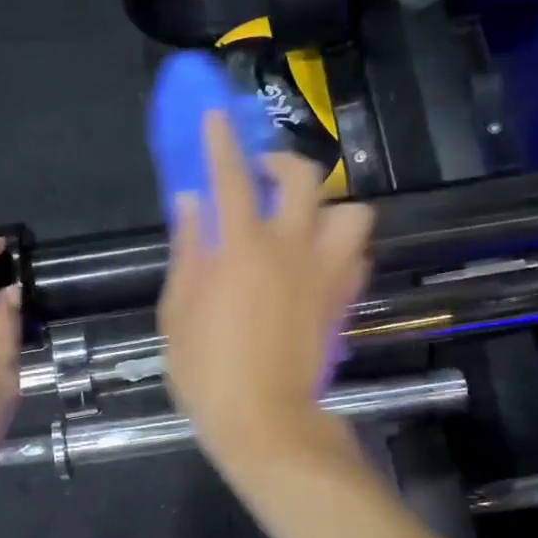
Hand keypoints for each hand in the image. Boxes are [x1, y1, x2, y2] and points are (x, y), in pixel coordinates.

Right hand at [158, 112, 373, 477]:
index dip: (222, 140)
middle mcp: (291, 247)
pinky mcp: (344, 300)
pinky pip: (358, 256)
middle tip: (261, 178)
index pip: (230, 175)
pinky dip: (342, 249)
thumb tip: (191, 203)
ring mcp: (326, 273)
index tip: (217, 116)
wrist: (265, 421)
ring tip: (303, 224)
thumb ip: (188, 249)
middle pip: (303, 177)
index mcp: (242, 247)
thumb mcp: (179, 310)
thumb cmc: (208, 370)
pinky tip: (318, 263)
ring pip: (353, 213)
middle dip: (281, 163)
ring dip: (328, 208)